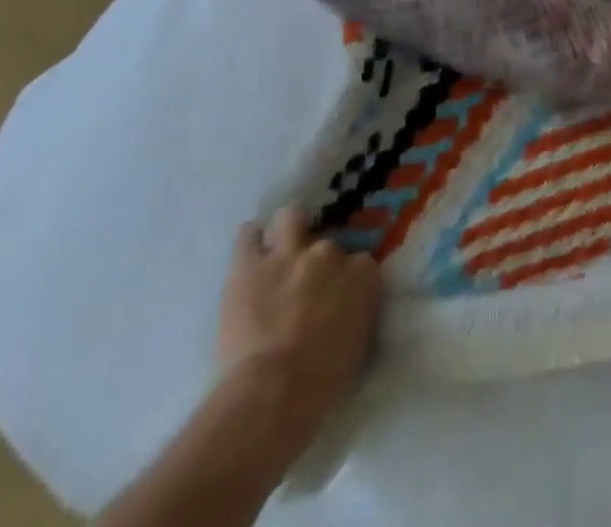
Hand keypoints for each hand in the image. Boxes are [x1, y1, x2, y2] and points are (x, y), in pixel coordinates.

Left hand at [217, 206, 381, 439]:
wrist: (273, 393)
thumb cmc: (322, 382)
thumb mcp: (358, 344)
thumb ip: (356, 313)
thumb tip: (347, 309)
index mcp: (362, 273)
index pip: (360, 264)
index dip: (347, 281)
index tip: (337, 300)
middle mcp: (330, 253)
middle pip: (326, 245)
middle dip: (317, 263)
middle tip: (304, 286)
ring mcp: (289, 254)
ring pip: (291, 217)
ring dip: (287, 230)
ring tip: (279, 247)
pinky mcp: (250, 266)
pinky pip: (248, 236)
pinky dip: (249, 240)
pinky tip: (250, 249)